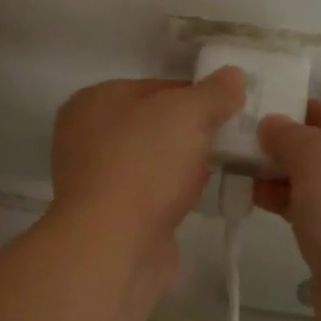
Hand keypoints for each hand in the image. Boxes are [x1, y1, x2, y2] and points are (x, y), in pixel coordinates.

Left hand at [49, 70, 246, 294]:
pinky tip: (199, 197)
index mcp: (94, 100)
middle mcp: (86, 136)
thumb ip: (214, 92)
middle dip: (193, 131)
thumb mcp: (188, 113)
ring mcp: (95, 179)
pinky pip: (151, 193)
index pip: (156, 86)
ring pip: (154, 160)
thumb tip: (233, 76)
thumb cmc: (145, 163)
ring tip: (225, 167)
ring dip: (185, 164)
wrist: (114, 244)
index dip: (196, 95)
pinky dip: (173, 193)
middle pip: (154, 124)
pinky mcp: (109, 216)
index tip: (231, 108)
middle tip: (233, 138)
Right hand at [255, 101, 320, 320]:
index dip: (290, 111)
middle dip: (280, 148)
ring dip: (278, 178)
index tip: (246, 115)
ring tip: (235, 173)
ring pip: (316, 184)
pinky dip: (287, 206)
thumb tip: (271, 125)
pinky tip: (255, 202)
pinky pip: (314, 215)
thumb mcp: (319, 157)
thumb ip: (289, 135)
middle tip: (232, 147)